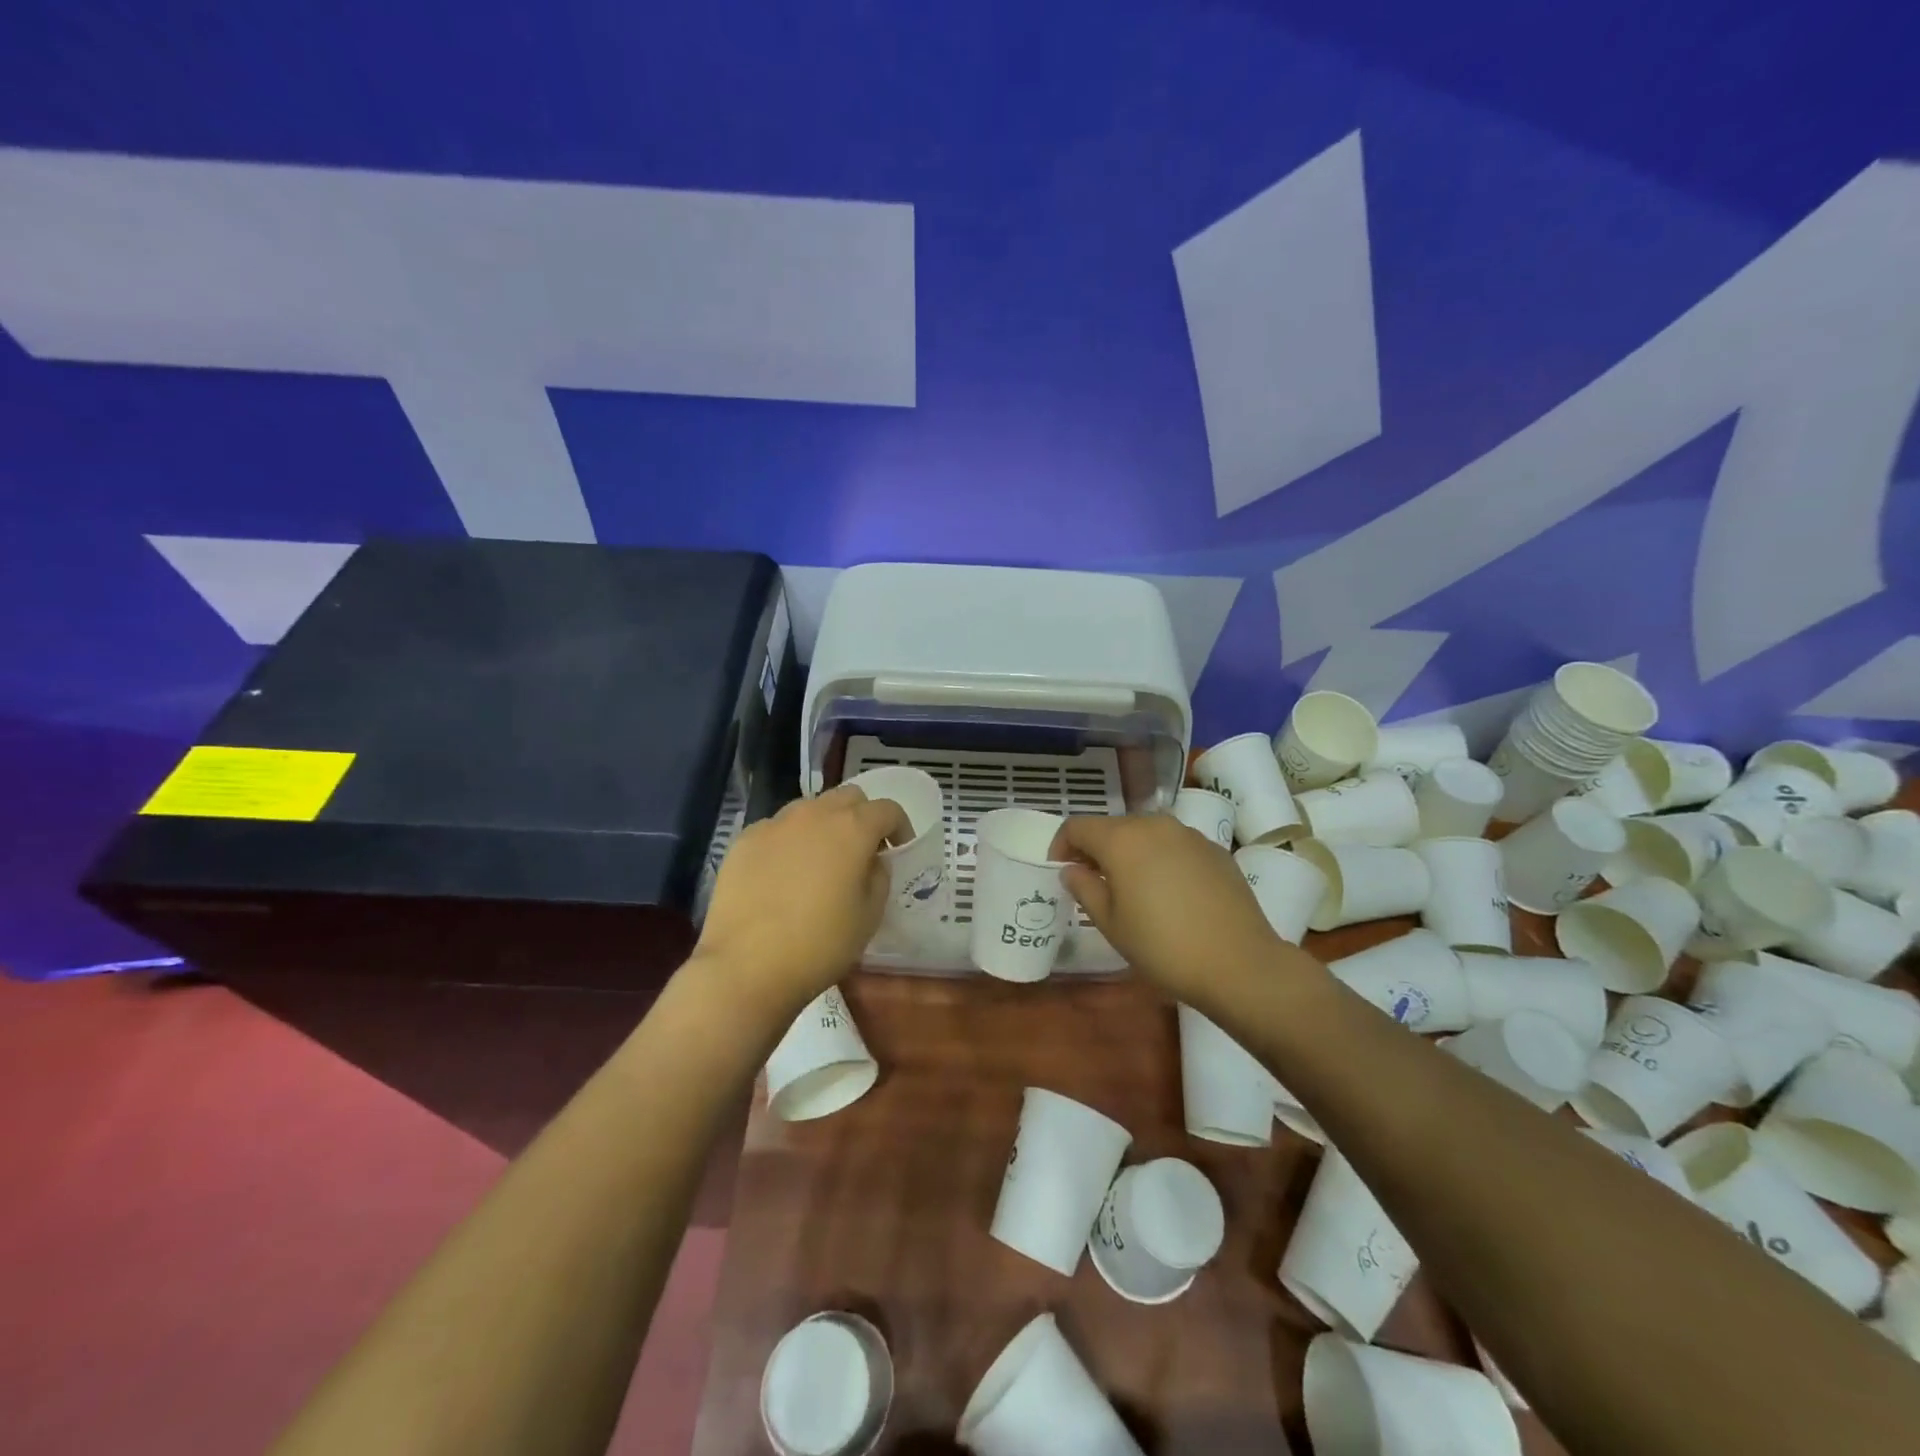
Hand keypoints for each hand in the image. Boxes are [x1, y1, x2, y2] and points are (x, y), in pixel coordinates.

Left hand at [689, 785, 910, 1019]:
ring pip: (809, 808)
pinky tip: (782, 876)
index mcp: (852, 828)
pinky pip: (777, 829)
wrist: (746, 966)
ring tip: (819, 862)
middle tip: (861, 851)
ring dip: (824, 826)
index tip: (898, 851)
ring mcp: (775, 824)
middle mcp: (814, 814)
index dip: (899, 827)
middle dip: (862, 817)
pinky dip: (789, 842)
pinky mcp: (744, 840)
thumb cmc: (820, 944)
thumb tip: (870, 860)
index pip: (887, 809)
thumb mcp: (869, 916)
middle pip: (848, 797)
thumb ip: (878, 877)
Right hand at [1051, 813, 1295, 1004]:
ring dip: (1129, 852)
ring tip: (1130, 886)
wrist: (1240, 964)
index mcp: (1121, 839)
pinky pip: (1174, 845)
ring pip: (1145, 833)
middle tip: (1091, 880)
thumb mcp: (1111, 924)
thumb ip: (1084, 889)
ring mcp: (1188, 835)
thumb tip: (1072, 869)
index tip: (1060, 869)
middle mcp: (1154, 825)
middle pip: (1113, 827)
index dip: (1061, 844)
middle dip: (1096, 848)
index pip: (1078, 826)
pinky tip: (1168, 892)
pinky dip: (1160, 859)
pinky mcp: (1214, 850)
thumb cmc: (1163, 946)